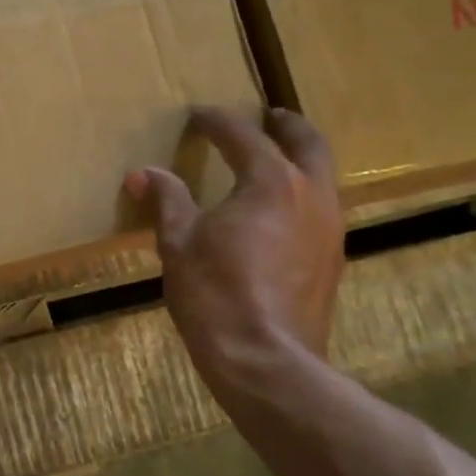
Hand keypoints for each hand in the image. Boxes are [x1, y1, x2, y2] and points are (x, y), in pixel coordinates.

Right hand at [124, 107, 344, 392]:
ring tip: (276, 160)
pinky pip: (322, 210)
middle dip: (286, 126)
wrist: (266, 360)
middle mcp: (311, 195)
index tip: (198, 115)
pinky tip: (282, 213)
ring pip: (322, 177)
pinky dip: (303, 195)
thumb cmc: (215, 293)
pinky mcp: (332, 261)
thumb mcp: (179, 242)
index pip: (242, 136)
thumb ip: (166, 200)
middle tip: (269, 117)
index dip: (216, 122)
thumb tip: (142, 174)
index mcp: (271, 181)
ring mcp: (329, 229)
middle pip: (307, 143)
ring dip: (300, 160)